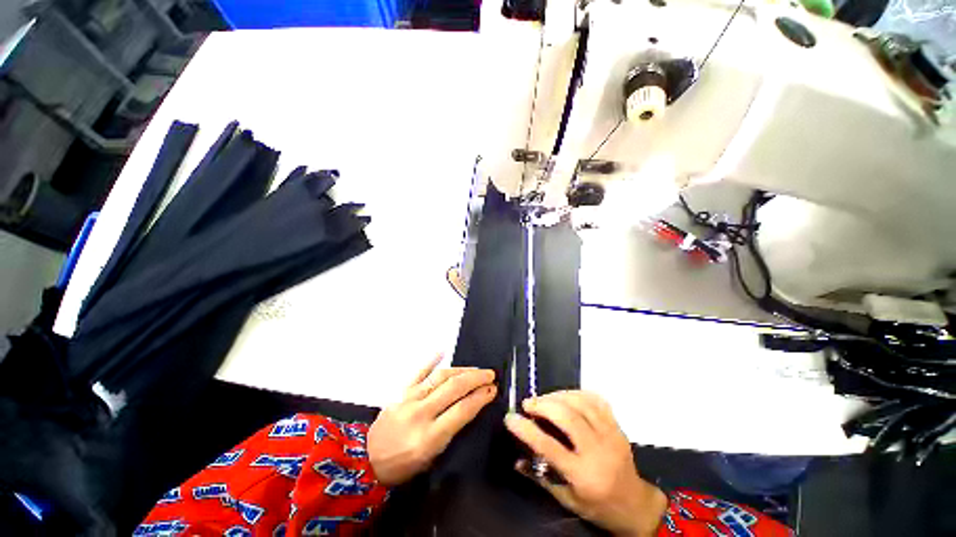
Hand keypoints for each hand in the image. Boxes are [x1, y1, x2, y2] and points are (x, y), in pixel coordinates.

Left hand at [368, 355, 496, 485]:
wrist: (366, 460)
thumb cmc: (403, 465)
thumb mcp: (432, 458)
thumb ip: (451, 431)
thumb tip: (470, 406)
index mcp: (429, 437)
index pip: (462, 410)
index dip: (480, 397)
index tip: (492, 389)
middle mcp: (420, 413)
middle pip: (454, 388)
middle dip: (475, 379)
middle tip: (490, 375)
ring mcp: (409, 398)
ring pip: (440, 377)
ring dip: (461, 370)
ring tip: (475, 370)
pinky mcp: (400, 391)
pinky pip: (418, 371)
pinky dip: (431, 360)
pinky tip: (442, 351)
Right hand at [504, 391, 667, 536]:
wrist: (635, 506)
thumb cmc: (598, 506)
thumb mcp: (567, 500)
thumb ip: (541, 477)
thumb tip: (516, 460)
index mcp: (583, 475)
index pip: (549, 447)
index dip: (526, 430)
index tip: (511, 418)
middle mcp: (598, 452)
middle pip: (568, 417)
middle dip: (543, 405)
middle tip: (528, 404)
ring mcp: (611, 436)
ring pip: (581, 403)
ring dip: (558, 396)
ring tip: (544, 399)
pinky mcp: (618, 427)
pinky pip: (596, 400)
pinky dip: (577, 393)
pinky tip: (566, 396)